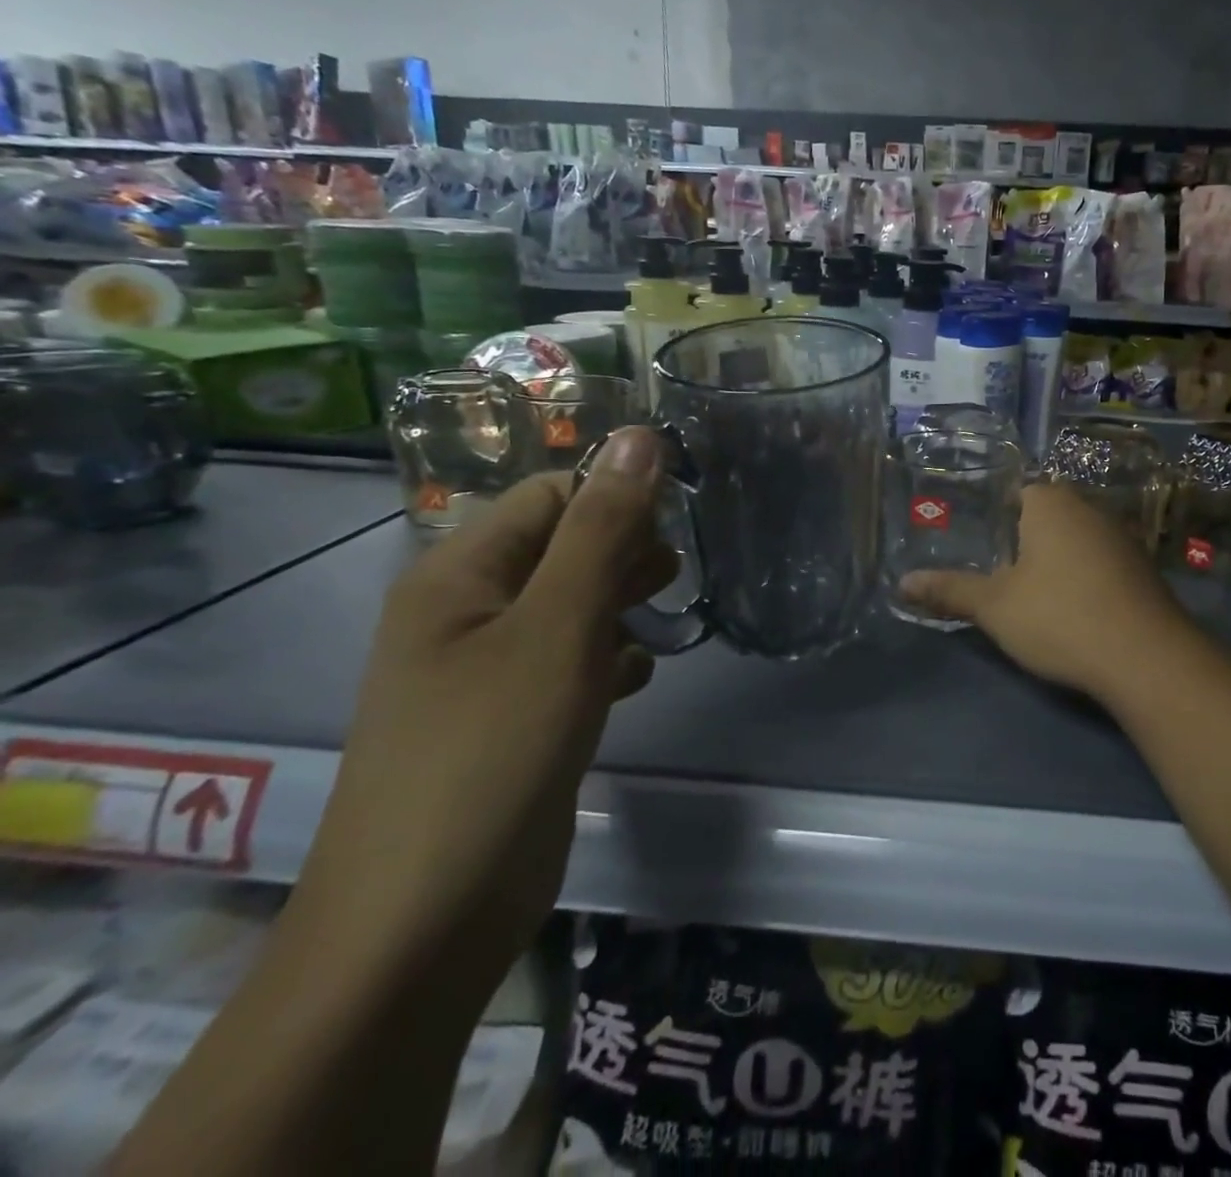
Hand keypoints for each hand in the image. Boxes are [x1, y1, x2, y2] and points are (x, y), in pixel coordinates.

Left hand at [288, 427, 676, 1004]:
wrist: (425, 922)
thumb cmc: (491, 750)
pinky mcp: (508, 719)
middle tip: (674, 579)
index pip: (548, 496)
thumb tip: (641, 437)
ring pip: (568, 606)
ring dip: (618, 605)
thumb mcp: (558, 627)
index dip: (614, 499)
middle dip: (622, 553)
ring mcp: (484, 670)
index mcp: (457, 574)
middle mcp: (464, 612)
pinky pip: (565, 661)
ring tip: (661, 624)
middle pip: (559, 548)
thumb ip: (602, 530)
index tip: (677, 526)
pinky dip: (605, 659)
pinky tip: (636, 680)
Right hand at [900, 481, 1194, 700]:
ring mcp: (1122, 538)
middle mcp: (1089, 508)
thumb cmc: (1060, 617)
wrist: (1146, 658)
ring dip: (1055, 561)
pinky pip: (1101, 563)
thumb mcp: (994, 607)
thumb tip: (902, 583)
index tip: (978, 545)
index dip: (994, 516)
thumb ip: (949, 591)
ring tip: (1030, 594)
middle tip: (995, 571)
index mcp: (1051, 502)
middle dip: (1023, 540)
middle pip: (1046, 515)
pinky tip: (1073, 609)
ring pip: (1075, 540)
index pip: (1016, 490)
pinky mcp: (1143, 570)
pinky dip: (1084, 579)